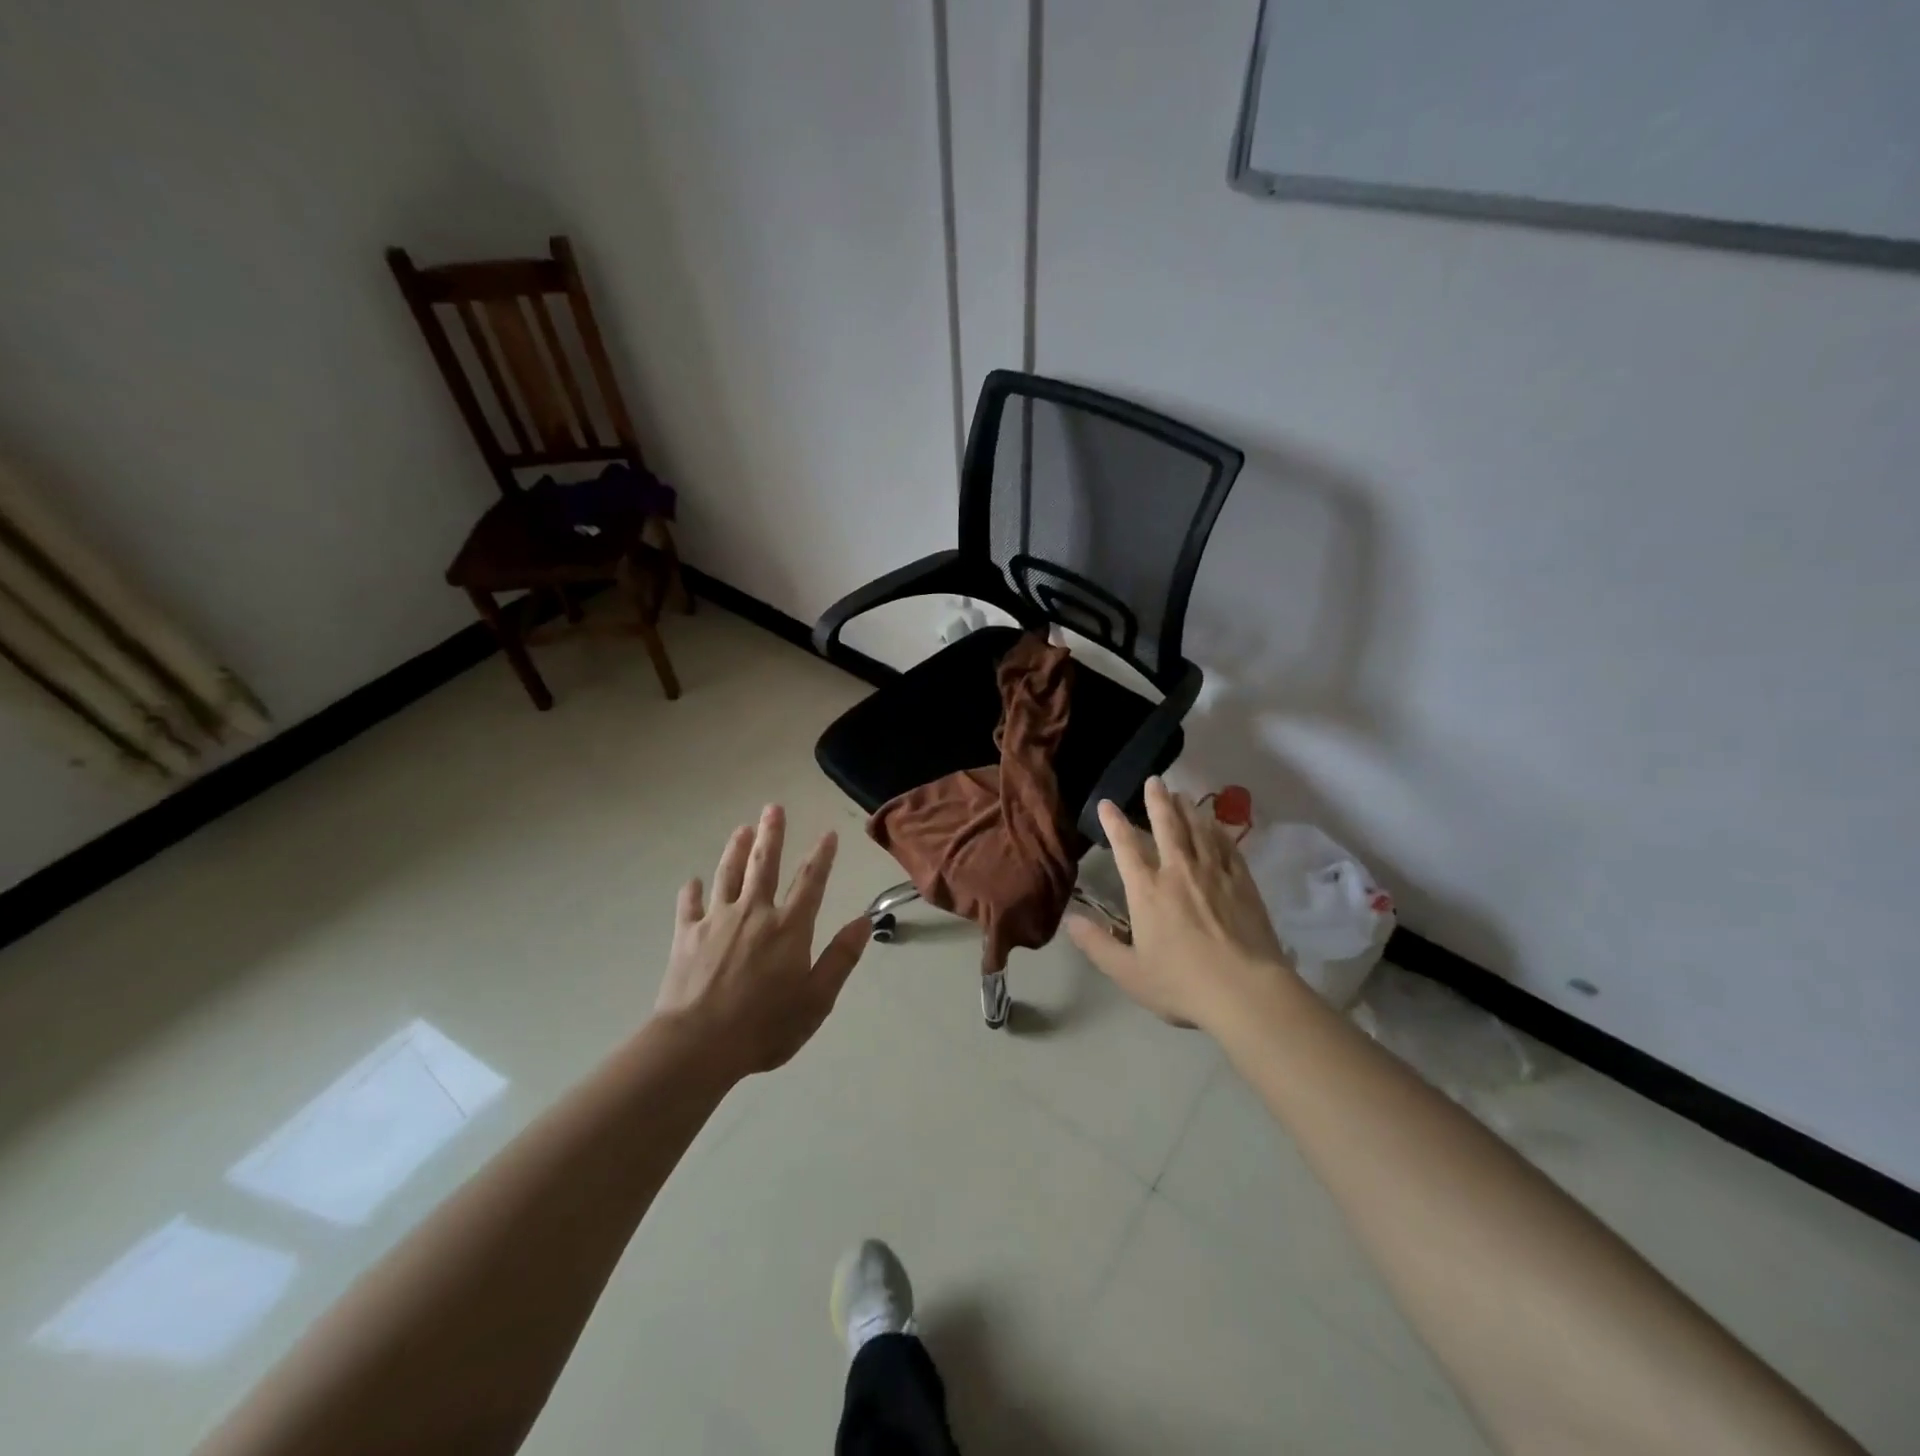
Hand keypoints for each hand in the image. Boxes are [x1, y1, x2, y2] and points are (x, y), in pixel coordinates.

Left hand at [654, 805, 870, 1077]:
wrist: (698, 1044)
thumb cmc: (765, 1026)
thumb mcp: (817, 999)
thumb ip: (840, 958)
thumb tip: (864, 921)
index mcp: (788, 927)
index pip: (810, 881)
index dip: (822, 856)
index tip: (828, 833)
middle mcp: (754, 913)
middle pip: (764, 864)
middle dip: (771, 834)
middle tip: (773, 807)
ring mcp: (717, 921)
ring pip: (728, 875)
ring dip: (735, 850)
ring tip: (741, 829)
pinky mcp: (687, 936)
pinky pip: (690, 906)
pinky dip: (692, 892)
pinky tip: (692, 882)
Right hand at [1067, 778, 1296, 1032]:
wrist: (1245, 992)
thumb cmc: (1182, 983)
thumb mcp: (1128, 973)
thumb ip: (1097, 945)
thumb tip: (1070, 920)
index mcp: (1148, 891)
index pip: (1126, 847)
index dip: (1115, 823)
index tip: (1107, 804)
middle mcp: (1179, 872)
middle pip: (1168, 826)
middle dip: (1158, 801)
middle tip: (1154, 780)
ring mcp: (1215, 874)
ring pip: (1199, 831)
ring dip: (1188, 810)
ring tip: (1182, 795)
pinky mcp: (1243, 884)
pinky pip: (1228, 847)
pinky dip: (1219, 831)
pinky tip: (1217, 826)